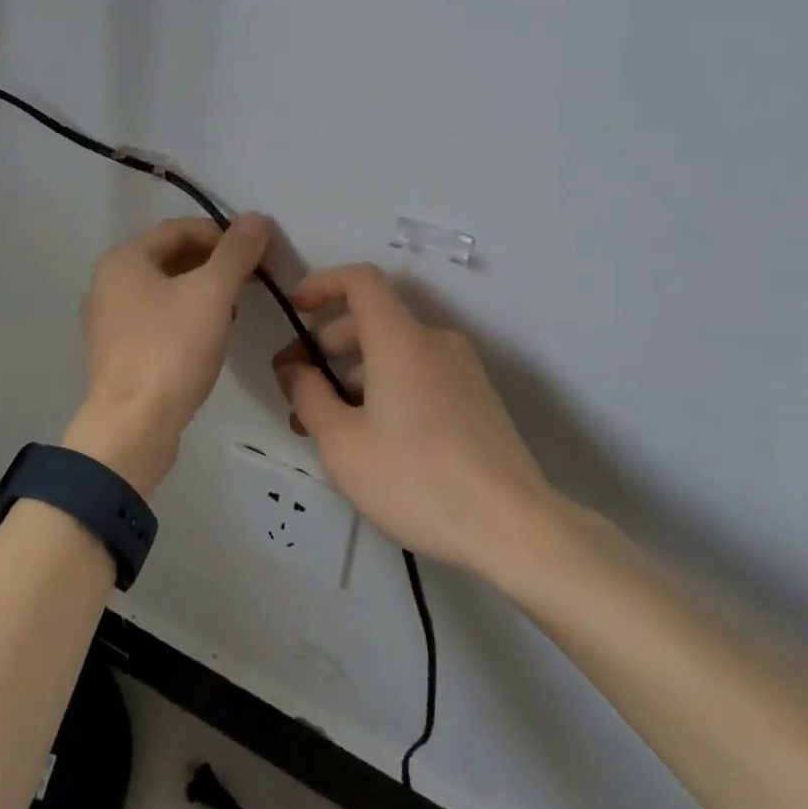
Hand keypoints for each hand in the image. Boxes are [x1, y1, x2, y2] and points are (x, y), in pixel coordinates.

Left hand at [65, 214, 271, 497]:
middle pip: (170, 258)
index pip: (180, 229)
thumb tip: (256, 218)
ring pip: (165, 291)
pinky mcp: (117, 352)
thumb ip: (235, 253)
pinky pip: (157, 320)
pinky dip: (185, 318)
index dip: (223, 234)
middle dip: (214, 264)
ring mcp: (108, 320)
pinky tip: (209, 336)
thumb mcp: (211, 294)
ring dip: (202, 292)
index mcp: (123, 260)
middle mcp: (108, 283)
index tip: (257, 252)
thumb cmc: (171, 350)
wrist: (133, 426)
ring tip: (234, 308)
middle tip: (250, 280)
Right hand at [272, 264, 564, 576]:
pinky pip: (419, 374)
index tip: (295, 309)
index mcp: (401, 339)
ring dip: (354, 374)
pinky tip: (371, 437)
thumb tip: (294, 370)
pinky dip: (386, 388)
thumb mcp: (343, 443)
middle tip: (297, 389)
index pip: (361, 281)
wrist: (512, 527)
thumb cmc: (415, 478)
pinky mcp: (476, 398)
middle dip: (327, 345)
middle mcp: (435, 342)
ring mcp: (462, 370)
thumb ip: (309, 396)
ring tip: (328, 424)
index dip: (322, 284)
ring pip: (395, 353)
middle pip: (373, 320)